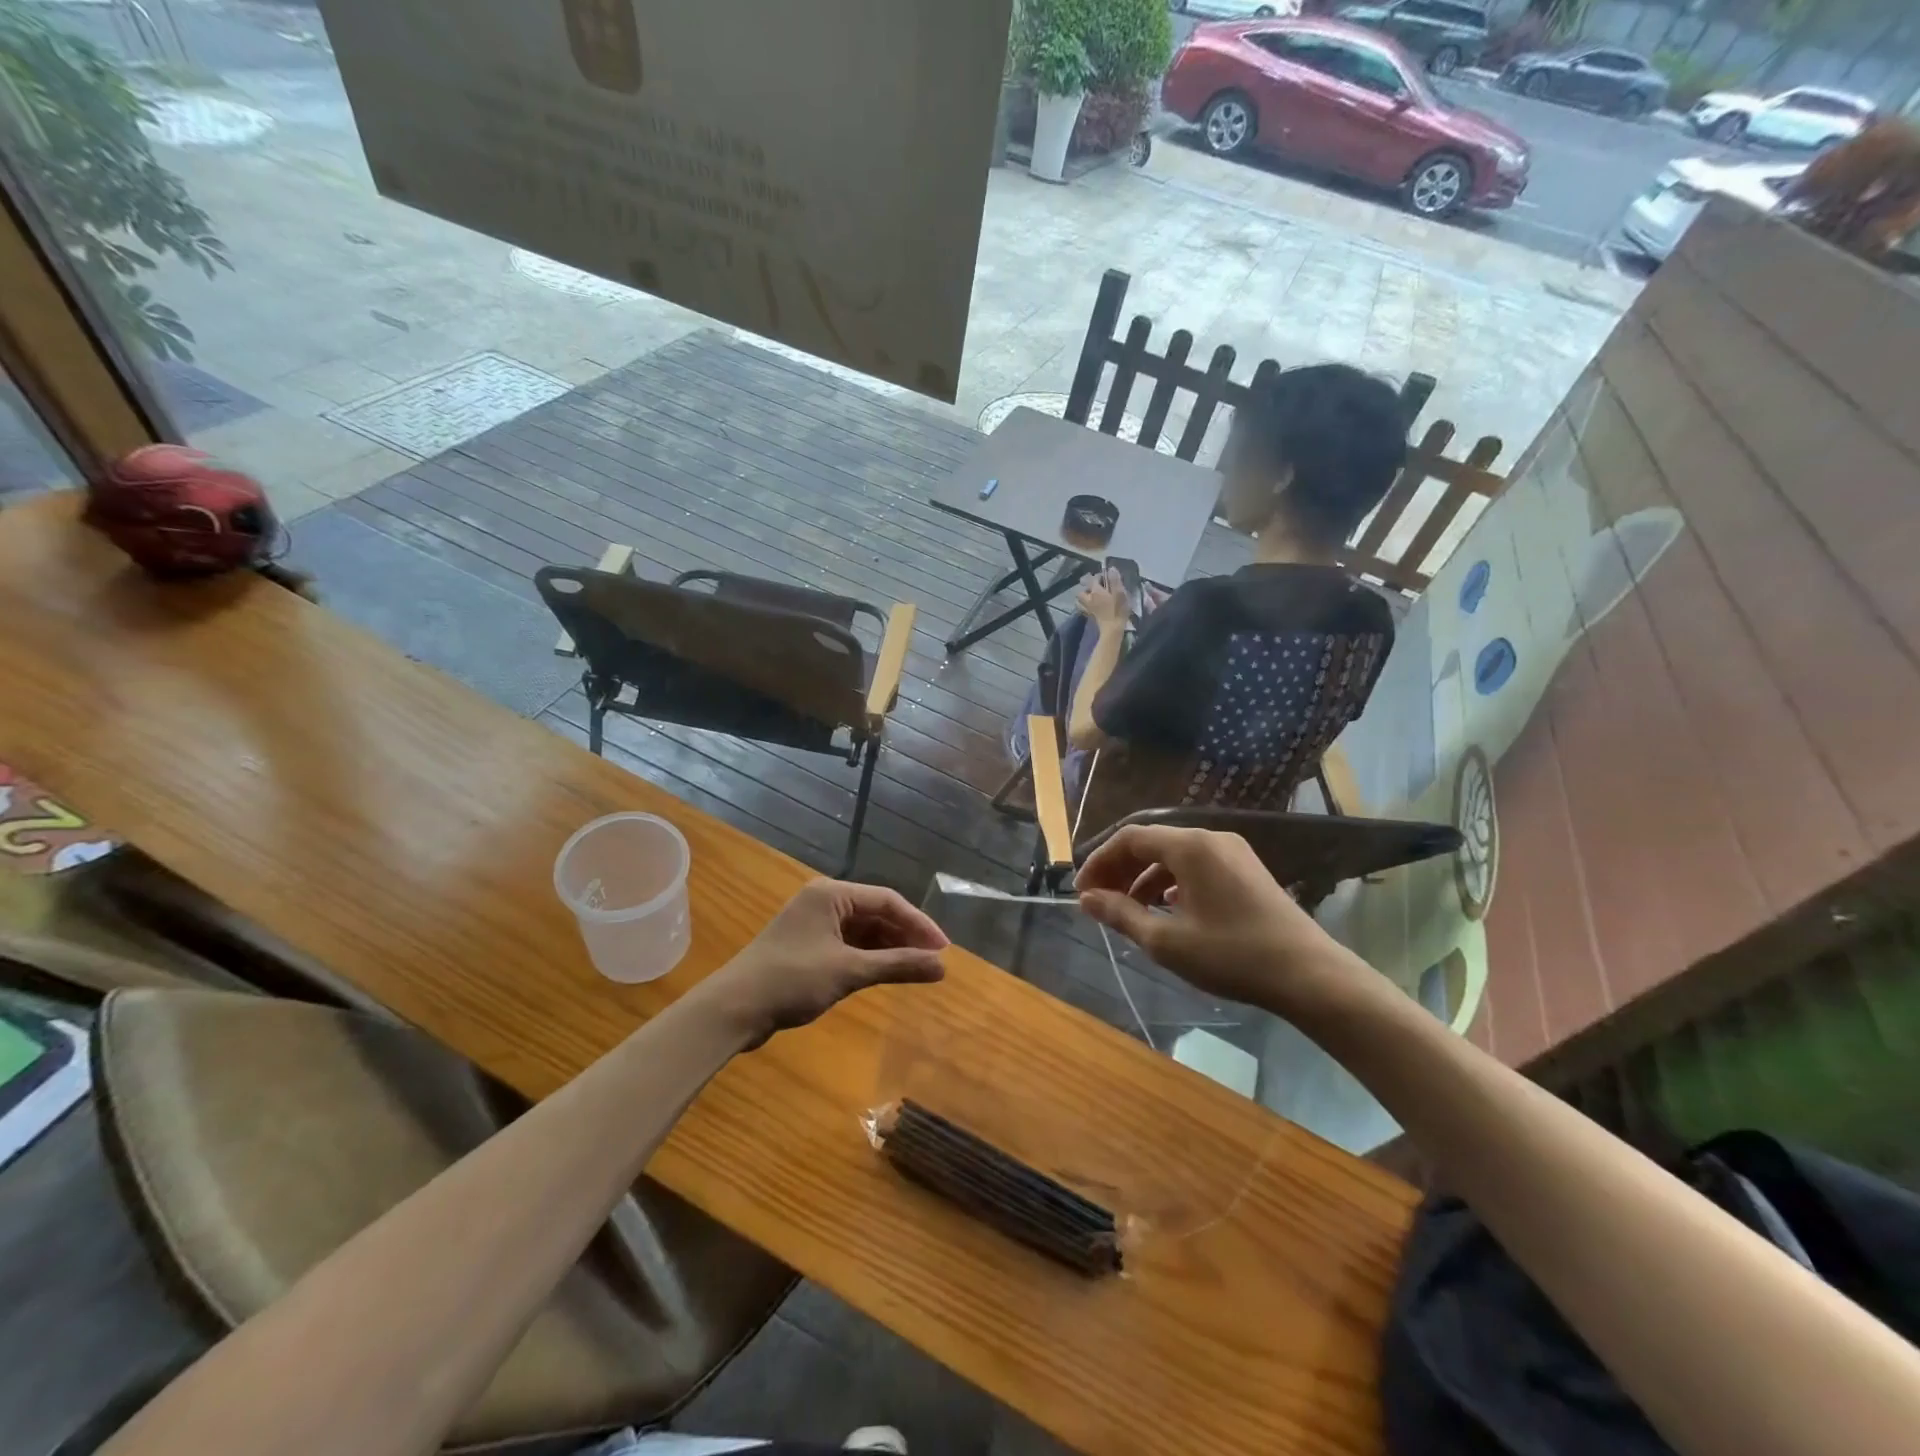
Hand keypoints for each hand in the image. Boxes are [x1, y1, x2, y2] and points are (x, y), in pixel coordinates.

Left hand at [691, 879, 947, 1046]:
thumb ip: (897, 966)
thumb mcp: (849, 972)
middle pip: (877, 912)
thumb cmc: (792, 980)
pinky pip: (850, 944)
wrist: (733, 1009)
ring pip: (864, 930)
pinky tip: (887, 972)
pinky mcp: (808, 946)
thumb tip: (942, 967)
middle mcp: (824, 901)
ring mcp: (815, 923)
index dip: (919, 924)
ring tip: (917, 969)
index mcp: (832, 894)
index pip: (887, 900)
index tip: (943, 950)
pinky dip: (870, 957)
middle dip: (906, 936)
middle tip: (934, 961)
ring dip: (890, 948)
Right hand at [1075, 826, 1363, 1015]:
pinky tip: (1167, 909)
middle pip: (1151, 842)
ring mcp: (1232, 852)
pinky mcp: (1247, 870)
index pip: (1129, 838)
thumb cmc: (1231, 955)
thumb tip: (1087, 898)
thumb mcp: (1167, 940)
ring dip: (1144, 878)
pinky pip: (1196, 865)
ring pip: (1174, 855)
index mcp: (1189, 846)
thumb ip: (1121, 914)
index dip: (1099, 862)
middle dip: (1120, 870)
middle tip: (1100, 902)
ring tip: (1129, 910)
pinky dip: (1172, 882)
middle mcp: (1210, 838)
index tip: (1082, 892)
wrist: (1309, 975)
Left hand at [1076, 568, 1129, 630]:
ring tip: (1093, 596)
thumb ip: (1115, 580)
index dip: (1098, 576)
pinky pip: (1082, 608)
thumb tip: (1111, 568)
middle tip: (1096, 587)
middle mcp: (1089, 598)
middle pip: (1082, 590)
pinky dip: (1084, 605)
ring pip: (1080, 599)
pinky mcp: (1089, 615)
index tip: (1105, 577)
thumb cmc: (1118, 610)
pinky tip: (1092, 606)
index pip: (1092, 579)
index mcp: (1096, 591)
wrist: (1112, 629)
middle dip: (1087, 587)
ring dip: (1084, 596)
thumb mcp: (1119, 593)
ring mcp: (1088, 608)